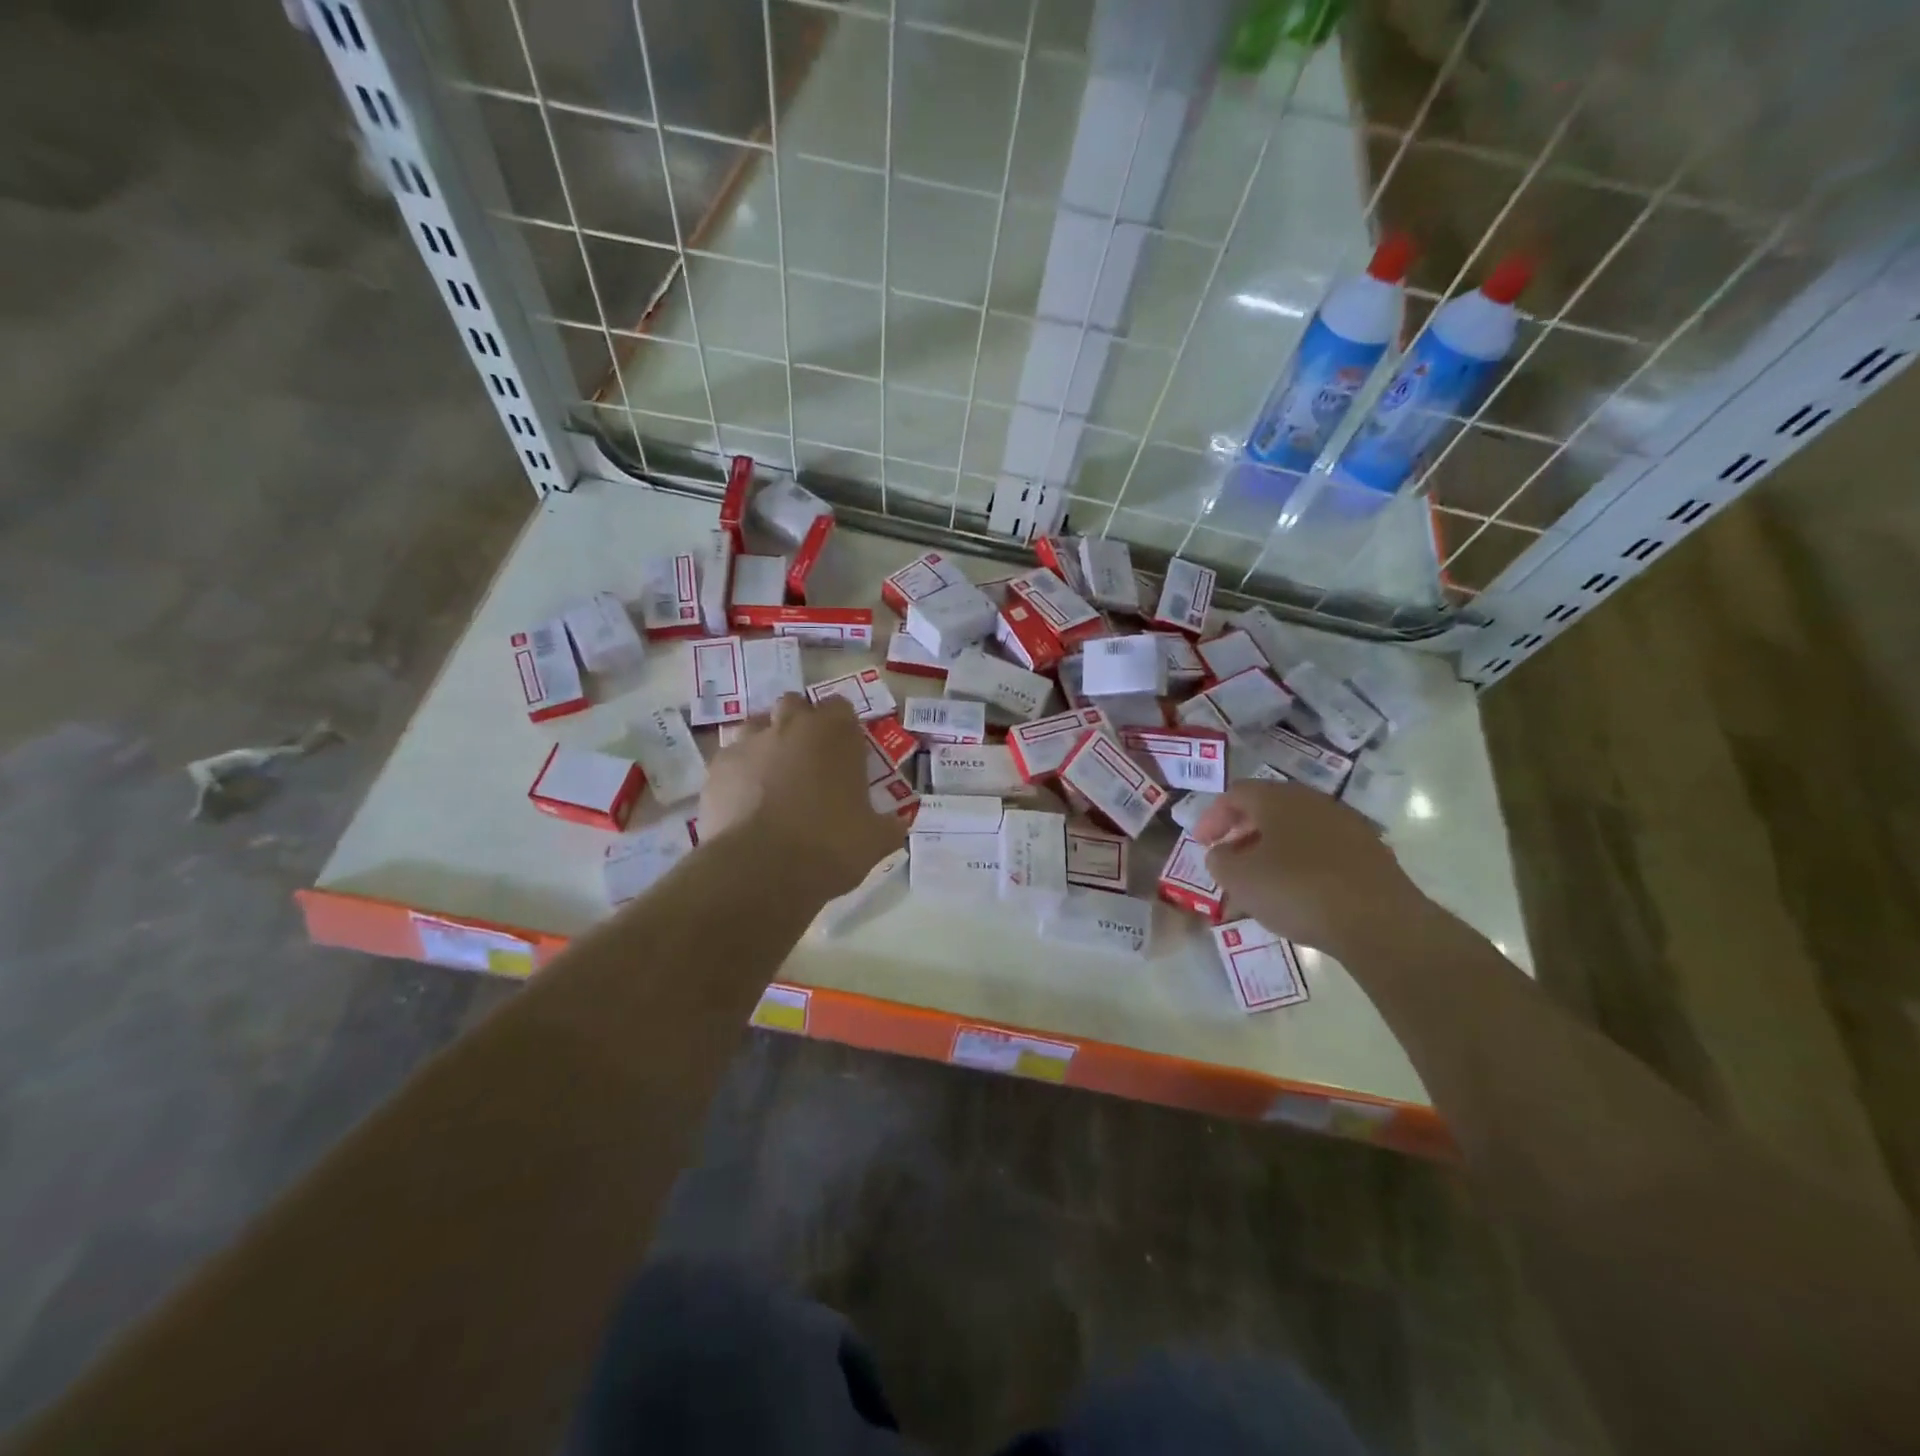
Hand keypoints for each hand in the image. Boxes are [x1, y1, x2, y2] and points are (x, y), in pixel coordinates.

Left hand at [699, 693, 906, 897]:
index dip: (842, 727)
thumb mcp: (875, 840)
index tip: (846, 752)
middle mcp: (789, 726)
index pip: (840, 706)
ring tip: (772, 779)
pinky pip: (729, 759)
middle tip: (808, 761)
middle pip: (794, 705)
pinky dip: (738, 773)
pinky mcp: (716, 769)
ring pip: (755, 726)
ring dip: (766, 743)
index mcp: (834, 733)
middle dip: (800, 724)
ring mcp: (747, 744)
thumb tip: (897, 824)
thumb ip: (888, 825)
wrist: (762, 870)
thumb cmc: (830, 846)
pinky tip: (744, 802)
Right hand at [1191, 780, 1432, 956]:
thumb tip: (1223, 853)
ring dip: (1272, 849)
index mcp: (1278, 798)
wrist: (1379, 922)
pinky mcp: (1370, 853)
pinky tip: (1297, 893)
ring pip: (1297, 830)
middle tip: (1228, 858)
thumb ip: (1219, 860)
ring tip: (1261, 881)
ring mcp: (1347, 825)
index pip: (1236, 794)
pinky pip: (1323, 850)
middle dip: (1243, 832)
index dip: (1212, 817)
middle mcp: (1313, 801)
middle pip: (1268, 808)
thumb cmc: (1296, 890)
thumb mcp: (1238, 878)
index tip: (1201, 844)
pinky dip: (1301, 864)